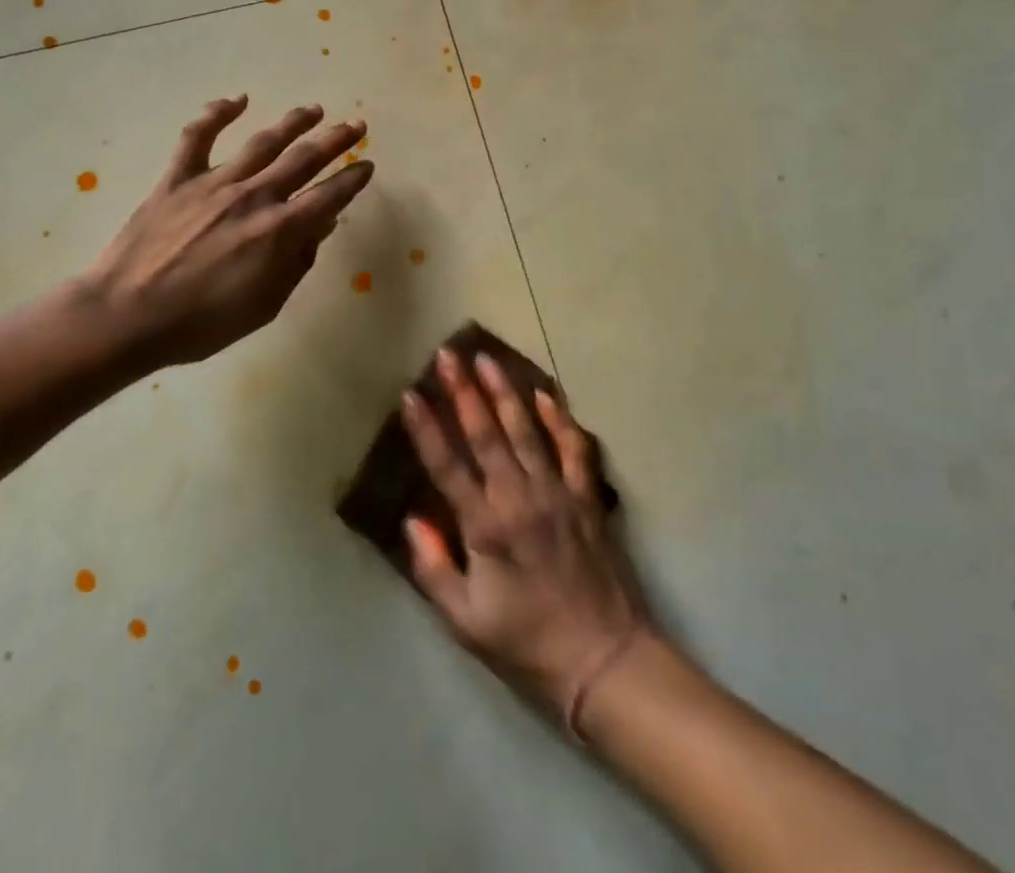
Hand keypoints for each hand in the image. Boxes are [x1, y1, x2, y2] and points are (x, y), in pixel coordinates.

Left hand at [82, 97, 373, 371]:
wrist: (125, 317)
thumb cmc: (200, 324)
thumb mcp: (264, 305)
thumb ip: (296, 263)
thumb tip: (320, 226)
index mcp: (279, 231)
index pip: (329, 196)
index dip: (352, 179)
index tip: (367, 164)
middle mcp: (254, 197)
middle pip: (304, 160)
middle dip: (335, 141)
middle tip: (356, 126)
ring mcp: (213, 183)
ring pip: (263, 142)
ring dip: (293, 123)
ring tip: (314, 110)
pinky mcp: (177, 178)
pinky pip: (198, 137)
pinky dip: (217, 113)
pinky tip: (237, 100)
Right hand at [401, 350, 648, 717]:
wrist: (604, 660)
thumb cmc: (527, 643)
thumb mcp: (466, 621)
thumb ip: (434, 568)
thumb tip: (413, 519)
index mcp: (486, 527)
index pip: (447, 466)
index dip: (426, 429)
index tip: (410, 395)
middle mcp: (519, 498)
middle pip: (485, 434)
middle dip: (463, 391)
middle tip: (447, 355)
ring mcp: (557, 492)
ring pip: (526, 430)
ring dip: (505, 392)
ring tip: (487, 359)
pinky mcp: (586, 497)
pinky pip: (573, 448)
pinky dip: (560, 419)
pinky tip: (546, 394)